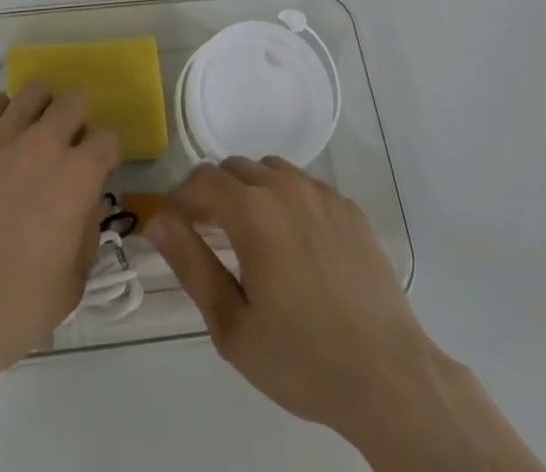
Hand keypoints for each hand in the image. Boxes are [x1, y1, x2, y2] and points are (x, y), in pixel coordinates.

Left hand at [0, 82, 120, 376]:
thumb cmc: (13, 311)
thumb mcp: (71, 284)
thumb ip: (88, 235)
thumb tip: (88, 204)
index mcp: (77, 176)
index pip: (107, 139)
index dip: (103, 157)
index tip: (93, 175)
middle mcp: (43, 143)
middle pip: (72, 101)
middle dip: (75, 122)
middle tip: (62, 151)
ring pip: (33, 91)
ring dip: (39, 110)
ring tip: (28, 137)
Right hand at [147, 158, 545, 471]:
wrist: (387, 376)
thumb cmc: (301, 359)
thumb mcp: (232, 325)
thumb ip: (190, 264)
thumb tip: (157, 221)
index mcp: (253, 211)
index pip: (202, 180)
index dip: (180, 197)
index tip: (172, 226)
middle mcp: (286, 187)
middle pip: (235, 168)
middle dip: (212, 193)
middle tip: (207, 235)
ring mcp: (322, 194)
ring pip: (270, 170)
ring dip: (250, 190)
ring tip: (249, 237)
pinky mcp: (349, 208)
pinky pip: (305, 186)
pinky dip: (286, 199)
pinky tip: (294, 244)